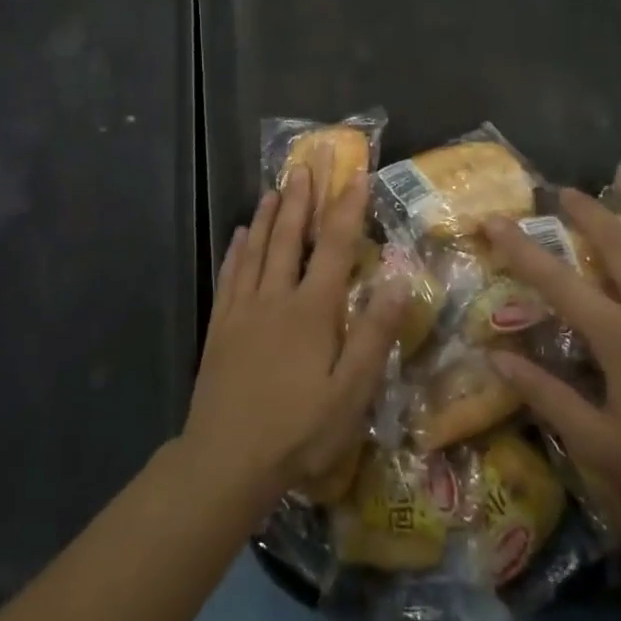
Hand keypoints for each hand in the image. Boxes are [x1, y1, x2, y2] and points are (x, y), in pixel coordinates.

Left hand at [182, 163, 403, 511]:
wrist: (226, 459)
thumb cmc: (298, 430)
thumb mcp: (352, 392)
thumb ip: (374, 333)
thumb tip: (399, 279)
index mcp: (312, 310)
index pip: (334, 246)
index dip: (347, 207)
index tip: (356, 173)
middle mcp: (276, 297)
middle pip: (290, 236)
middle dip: (302, 196)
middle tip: (307, 161)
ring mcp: (243, 309)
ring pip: (257, 249)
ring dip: (270, 215)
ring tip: (276, 186)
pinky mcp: (221, 326)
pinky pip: (230, 275)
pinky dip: (237, 249)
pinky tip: (239, 234)